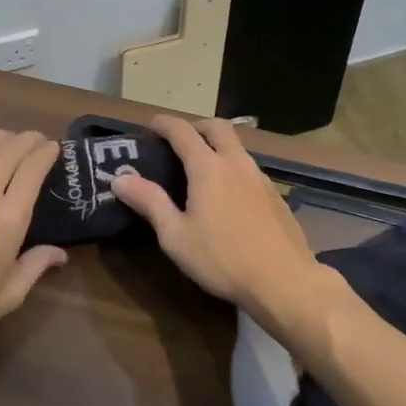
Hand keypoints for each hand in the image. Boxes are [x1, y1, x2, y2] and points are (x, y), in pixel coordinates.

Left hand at [0, 130, 66, 364]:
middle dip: (29, 139)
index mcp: (10, 218)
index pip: (34, 167)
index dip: (48, 152)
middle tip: (37, 143)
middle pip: (11, 148)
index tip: (54, 149)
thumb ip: (38, 265)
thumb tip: (60, 253)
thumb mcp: (12, 292)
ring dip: (2, 137)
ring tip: (9, 142)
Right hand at [110, 116, 325, 332]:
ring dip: (217, 146)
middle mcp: (236, 163)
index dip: (164, 124)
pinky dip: (233, 167)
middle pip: (218, 127)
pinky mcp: (276, 196)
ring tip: (201, 170)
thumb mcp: (176, 236)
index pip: (183, 131)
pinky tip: (228, 196)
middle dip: (196, 126)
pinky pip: (249, 168)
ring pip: (237, 147)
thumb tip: (120, 178)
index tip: (151, 125)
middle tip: (179, 142)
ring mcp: (260, 178)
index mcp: (208, 168)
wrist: (284, 282)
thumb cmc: (222, 260)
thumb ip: (149, 202)